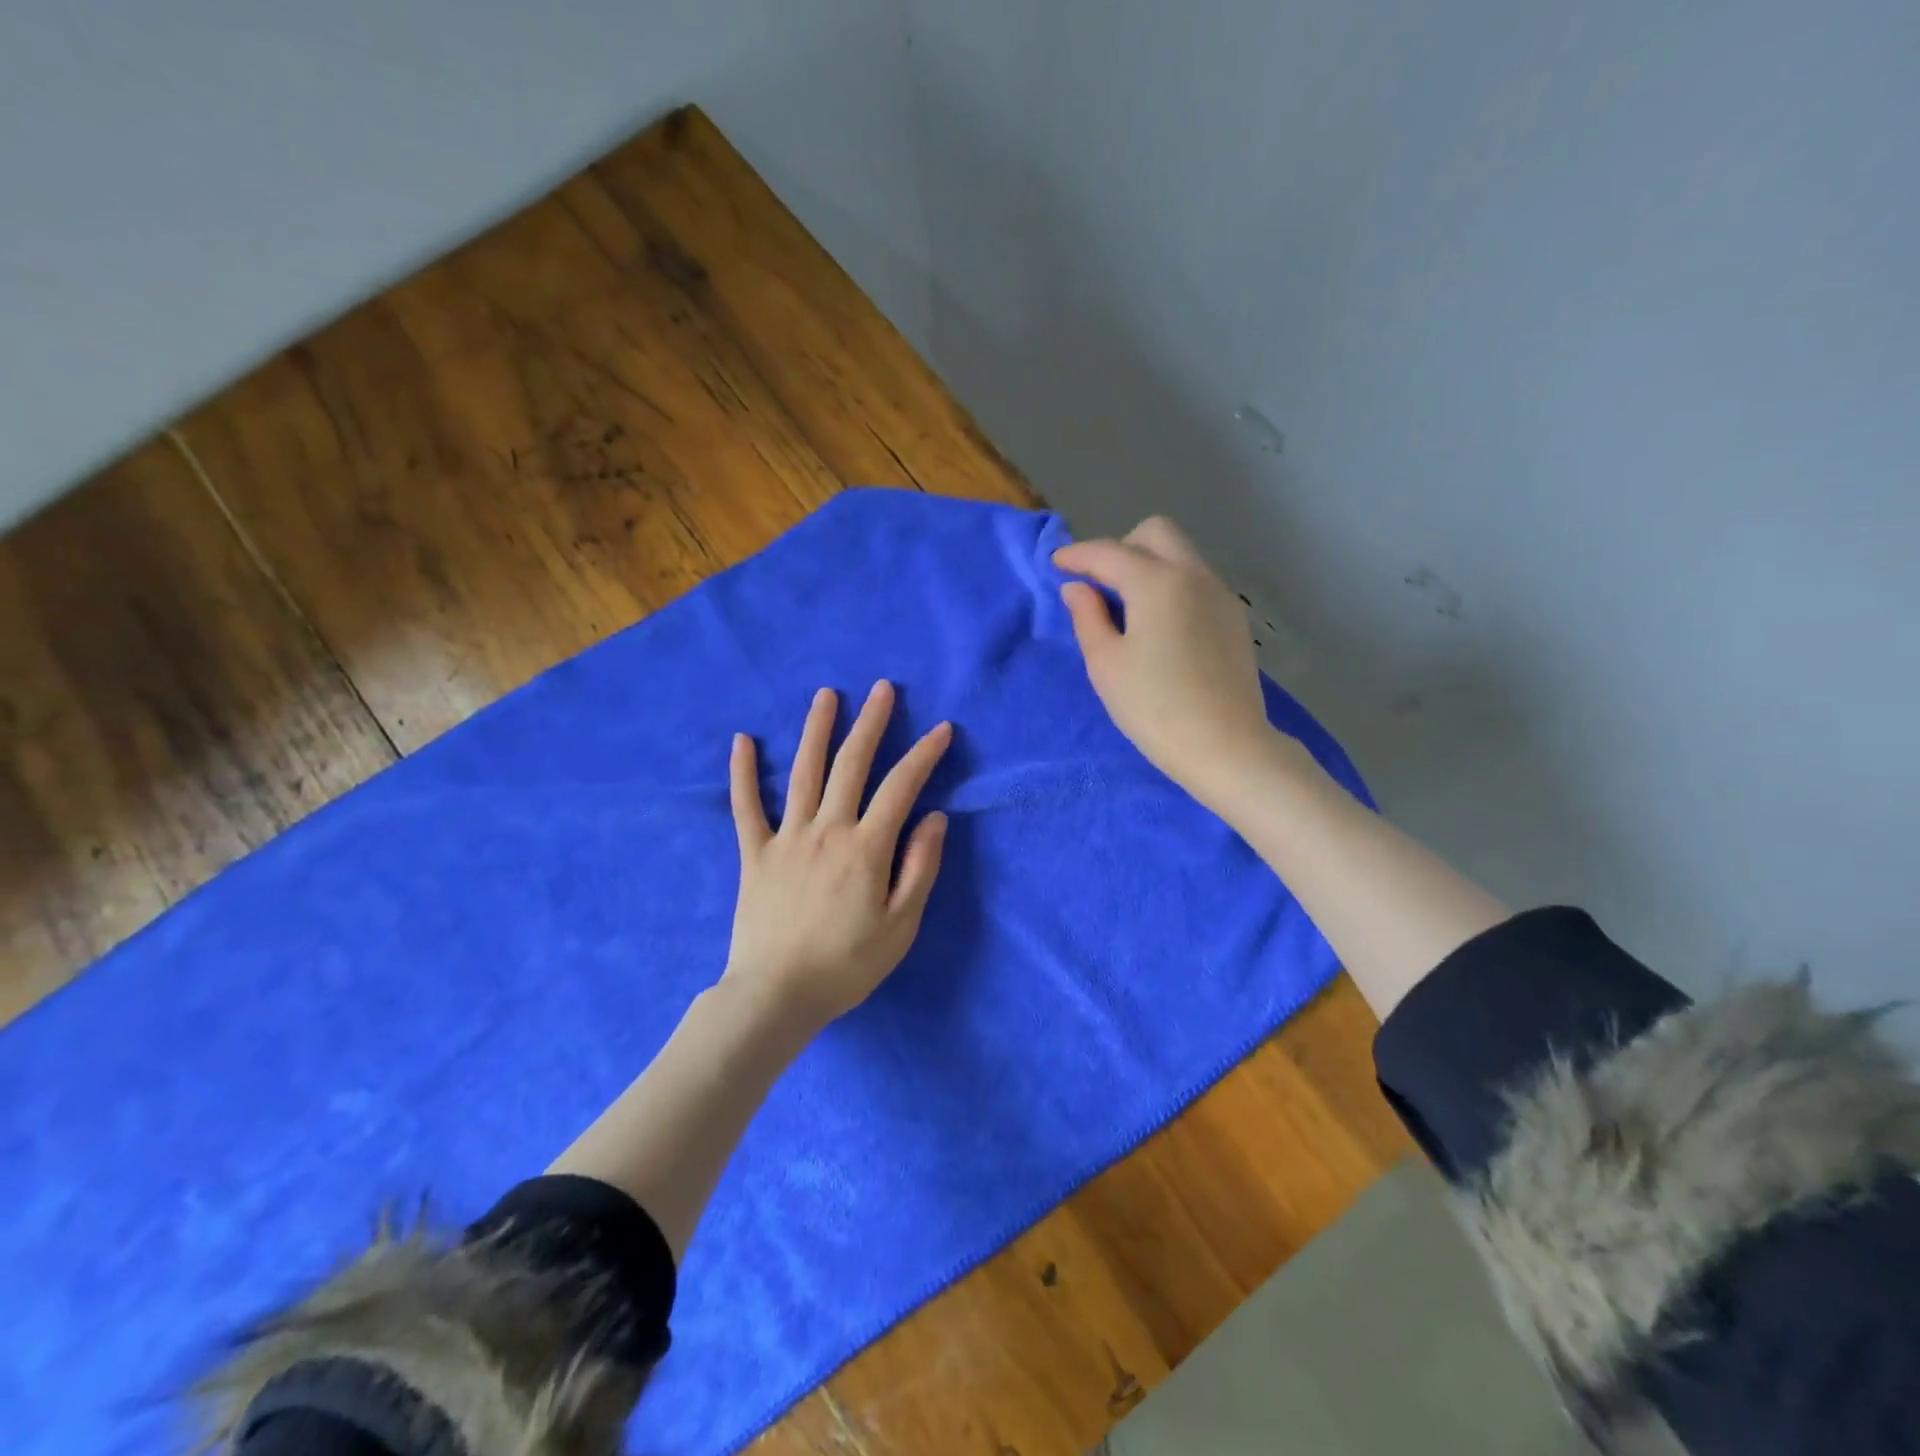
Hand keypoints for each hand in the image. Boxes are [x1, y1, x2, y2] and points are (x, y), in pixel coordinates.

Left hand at [725, 681, 951, 1024]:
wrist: (777, 995)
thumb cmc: (847, 965)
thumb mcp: (901, 926)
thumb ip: (920, 868)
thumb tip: (936, 818)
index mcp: (866, 848)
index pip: (901, 788)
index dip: (923, 755)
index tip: (941, 729)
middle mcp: (827, 829)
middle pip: (852, 765)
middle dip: (870, 723)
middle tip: (882, 688)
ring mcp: (786, 837)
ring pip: (803, 772)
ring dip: (816, 730)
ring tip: (826, 695)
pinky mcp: (754, 853)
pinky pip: (746, 806)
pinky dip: (743, 772)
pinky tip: (742, 740)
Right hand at [1053, 517, 1275, 800]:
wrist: (1225, 746)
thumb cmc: (1154, 707)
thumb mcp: (1106, 664)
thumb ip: (1087, 617)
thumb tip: (1078, 587)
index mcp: (1157, 582)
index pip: (1109, 552)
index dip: (1077, 555)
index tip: (1056, 565)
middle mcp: (1194, 575)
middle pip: (1155, 533)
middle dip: (1121, 547)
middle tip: (1100, 585)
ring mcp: (1220, 595)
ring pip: (1181, 555)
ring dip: (1149, 565)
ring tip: (1127, 608)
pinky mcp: (1234, 619)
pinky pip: (1197, 582)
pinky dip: (1171, 586)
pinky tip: (1160, 627)